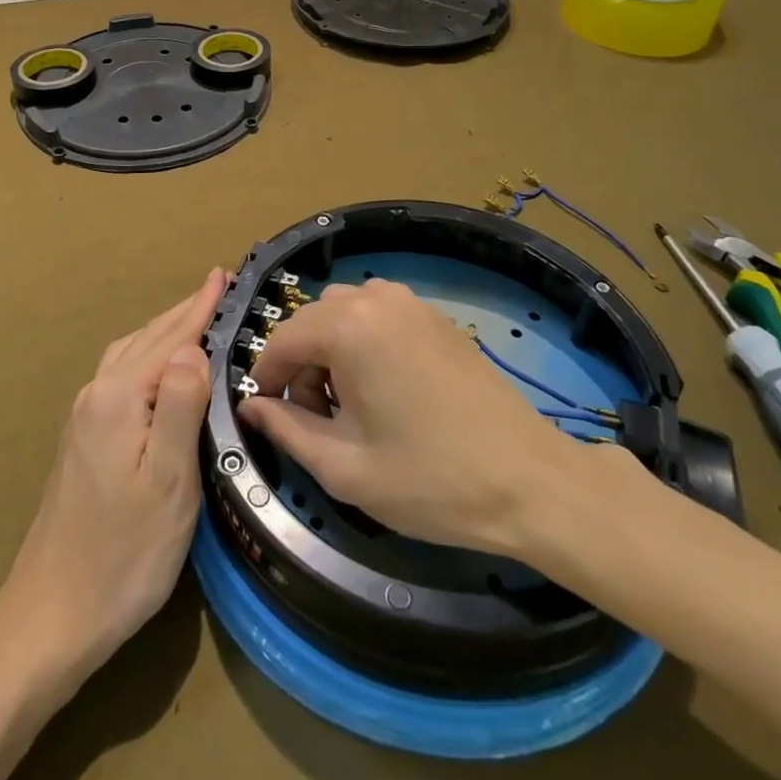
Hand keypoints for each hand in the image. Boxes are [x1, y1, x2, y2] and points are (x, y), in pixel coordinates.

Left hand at [0, 267, 223, 686]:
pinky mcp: (82, 438)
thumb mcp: (169, 482)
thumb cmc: (122, 553)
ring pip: (130, 354)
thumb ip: (182, 406)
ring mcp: (84, 417)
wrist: (51, 615)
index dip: (200, 307)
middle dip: (184, 311)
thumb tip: (193, 349)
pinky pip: (120, 373)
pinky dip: (147, 354)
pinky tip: (158, 368)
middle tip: (216, 287)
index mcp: (120, 398)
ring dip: (164, 330)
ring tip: (195, 317)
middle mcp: (97, 395)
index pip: (170, 338)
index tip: (222, 274)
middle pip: (147, 338)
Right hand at [240, 278, 643, 557]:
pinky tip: (382, 390)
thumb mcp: (345, 468)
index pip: (284, 339)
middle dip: (300, 365)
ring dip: (331, 349)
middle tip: (313, 420)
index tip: (268, 415)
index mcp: (350, 326)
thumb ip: (287, 430)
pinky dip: (363, 341)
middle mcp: (377, 298)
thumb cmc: (430, 480)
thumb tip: (251, 407)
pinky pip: (378, 315)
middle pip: (313, 321)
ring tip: (348, 407)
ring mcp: (411, 302)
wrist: (528, 481)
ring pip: (344, 313)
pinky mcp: (435, 316)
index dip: (267, 378)